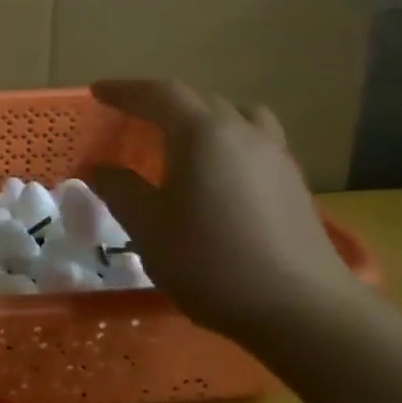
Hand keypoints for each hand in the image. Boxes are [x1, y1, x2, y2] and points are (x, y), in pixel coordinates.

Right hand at [88, 79, 355, 336]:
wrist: (303, 312)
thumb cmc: (211, 261)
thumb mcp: (147, 226)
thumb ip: (119, 189)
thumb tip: (99, 169)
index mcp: (202, 134)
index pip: (159, 94)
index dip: (125, 90)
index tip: (97, 92)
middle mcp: (243, 133)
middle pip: (198, 101)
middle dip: (159, 102)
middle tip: (129, 116)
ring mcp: (276, 158)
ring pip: (235, 117)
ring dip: (201, 117)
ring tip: (179, 136)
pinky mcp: (294, 185)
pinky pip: (253, 142)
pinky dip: (226, 141)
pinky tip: (215, 173)